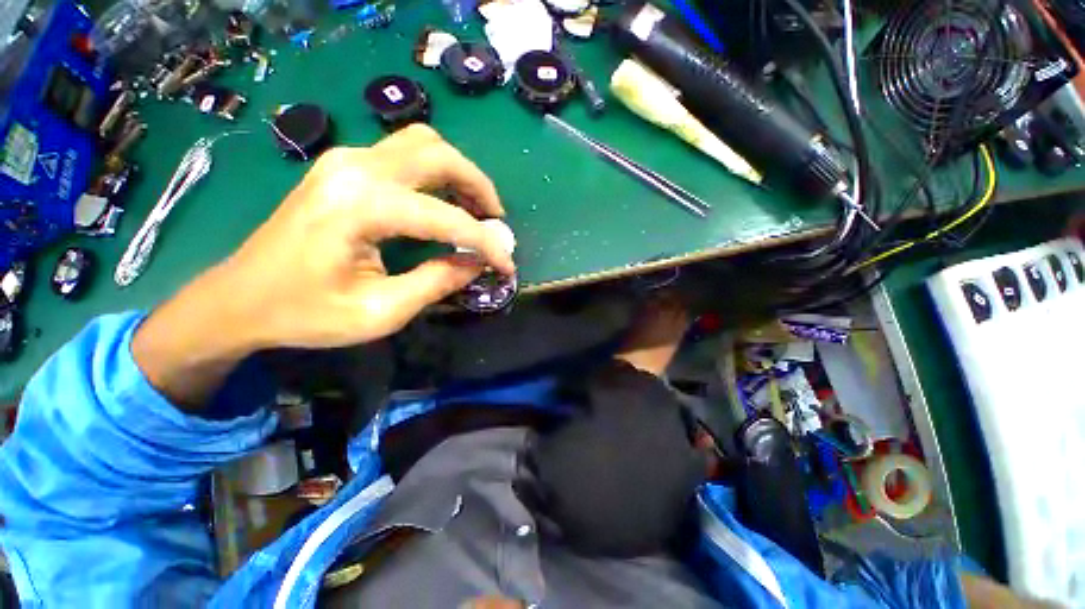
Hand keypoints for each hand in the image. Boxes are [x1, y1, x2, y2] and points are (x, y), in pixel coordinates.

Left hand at [225, 124, 513, 347]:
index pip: (446, 218)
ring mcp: (345, 160)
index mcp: (361, 207)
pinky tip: (444, 201)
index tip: (507, 266)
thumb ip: (437, 283)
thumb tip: (477, 264)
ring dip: (459, 174)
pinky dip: (436, 174)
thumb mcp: (381, 311)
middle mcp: (355, 168)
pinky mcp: (343, 167)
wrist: (240, 298)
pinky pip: (404, 154)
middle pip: (438, 154)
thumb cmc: (305, 313)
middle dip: (479, 188)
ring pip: (423, 145)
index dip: (486, 244)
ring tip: (476, 211)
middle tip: (496, 222)